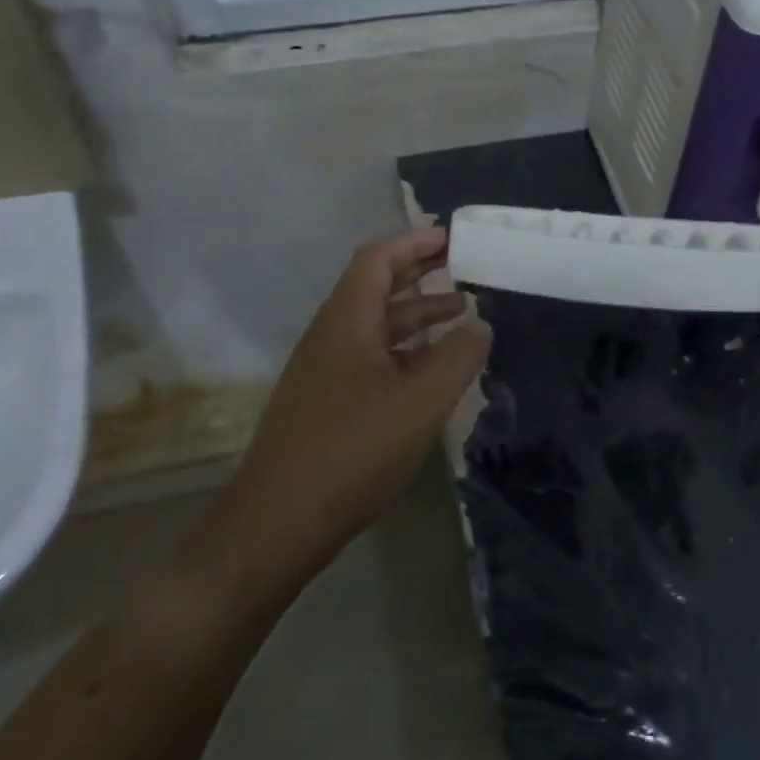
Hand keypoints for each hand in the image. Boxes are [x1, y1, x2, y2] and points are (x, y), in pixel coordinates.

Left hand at [234, 227, 490, 563]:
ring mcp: (326, 372)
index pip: (378, 259)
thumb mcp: (421, 400)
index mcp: (347, 320)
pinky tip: (433, 372)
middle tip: (464, 266)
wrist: (279, 522)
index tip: (453, 238)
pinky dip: (407, 352)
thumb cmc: (353, 449)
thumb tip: (481, 324)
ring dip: (418, 315)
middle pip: (377, 287)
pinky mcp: (327, 405)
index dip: (415, 241)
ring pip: (377, 326)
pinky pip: (373, 359)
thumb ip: (459, 356)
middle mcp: (331, 336)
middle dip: (420, 273)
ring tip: (463, 316)